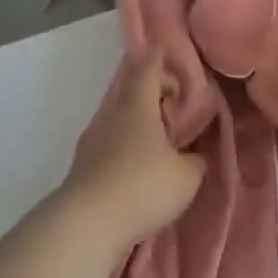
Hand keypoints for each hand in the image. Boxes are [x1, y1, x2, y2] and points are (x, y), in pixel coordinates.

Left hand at [58, 50, 203, 255]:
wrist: (86, 225)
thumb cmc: (142, 186)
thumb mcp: (186, 176)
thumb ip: (194, 161)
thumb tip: (192, 156)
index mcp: (137, 106)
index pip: (147, 69)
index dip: (158, 60)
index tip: (166, 52)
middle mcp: (111, 117)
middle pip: (131, 94)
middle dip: (152, 94)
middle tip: (174, 102)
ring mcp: (92, 143)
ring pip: (119, 121)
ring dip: (139, 124)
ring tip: (160, 139)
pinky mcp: (83, 169)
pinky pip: (110, 146)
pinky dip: (127, 148)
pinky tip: (139, 167)